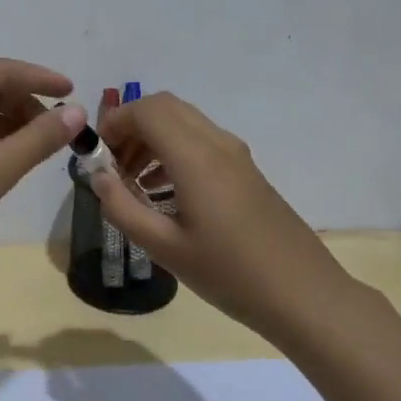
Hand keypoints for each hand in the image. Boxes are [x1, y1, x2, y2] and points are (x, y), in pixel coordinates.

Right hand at [90, 93, 375, 347]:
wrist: (303, 293)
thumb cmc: (229, 273)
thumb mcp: (164, 247)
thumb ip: (122, 208)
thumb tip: (98, 178)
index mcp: (196, 157)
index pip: (147, 110)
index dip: (115, 122)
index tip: (97, 157)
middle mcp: (217, 144)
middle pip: (165, 107)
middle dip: (131, 127)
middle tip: (113, 166)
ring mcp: (236, 155)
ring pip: (184, 122)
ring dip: (152, 139)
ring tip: (134, 183)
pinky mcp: (246, 170)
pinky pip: (201, 141)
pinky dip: (173, 151)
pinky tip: (165, 193)